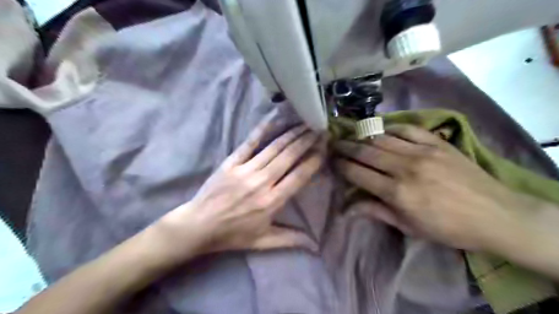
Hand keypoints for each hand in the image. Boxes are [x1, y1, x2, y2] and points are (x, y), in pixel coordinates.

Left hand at [155, 122, 323, 261]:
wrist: (199, 226)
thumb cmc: (232, 235)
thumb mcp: (263, 242)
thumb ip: (289, 239)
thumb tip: (313, 244)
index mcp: (272, 201)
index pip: (299, 176)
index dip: (313, 161)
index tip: (323, 149)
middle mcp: (262, 182)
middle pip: (289, 156)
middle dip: (306, 141)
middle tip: (319, 130)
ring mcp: (246, 170)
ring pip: (274, 148)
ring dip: (291, 134)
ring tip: (304, 124)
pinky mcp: (231, 163)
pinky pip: (249, 143)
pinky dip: (262, 130)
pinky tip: (274, 119)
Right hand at [330, 124, 531, 250]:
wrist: (497, 215)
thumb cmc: (448, 228)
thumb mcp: (408, 227)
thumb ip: (376, 212)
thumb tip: (346, 209)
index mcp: (396, 192)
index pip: (358, 173)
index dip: (341, 166)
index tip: (332, 160)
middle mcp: (404, 168)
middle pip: (366, 152)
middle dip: (346, 147)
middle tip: (334, 143)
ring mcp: (422, 152)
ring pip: (382, 138)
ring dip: (363, 136)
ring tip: (352, 135)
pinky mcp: (437, 143)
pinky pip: (407, 128)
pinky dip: (391, 127)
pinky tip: (383, 130)